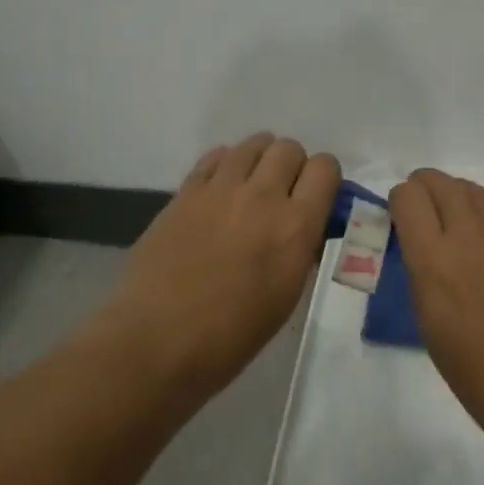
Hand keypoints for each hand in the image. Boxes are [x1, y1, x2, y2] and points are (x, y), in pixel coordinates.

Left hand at [106, 133, 340, 395]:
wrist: (158, 340)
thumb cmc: (231, 335)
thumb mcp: (286, 295)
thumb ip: (300, 249)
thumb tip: (304, 229)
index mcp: (295, 227)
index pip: (325, 168)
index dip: (325, 178)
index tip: (316, 197)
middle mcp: (262, 196)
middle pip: (289, 148)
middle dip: (292, 166)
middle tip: (283, 194)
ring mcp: (220, 189)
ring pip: (253, 144)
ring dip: (260, 160)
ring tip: (251, 186)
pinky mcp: (186, 191)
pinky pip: (216, 156)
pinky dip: (226, 165)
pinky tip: (220, 190)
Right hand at [389, 169, 483, 450]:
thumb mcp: (432, 329)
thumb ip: (423, 276)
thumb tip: (422, 250)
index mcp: (435, 261)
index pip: (407, 197)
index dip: (400, 204)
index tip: (401, 221)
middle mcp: (472, 234)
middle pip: (440, 182)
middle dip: (425, 191)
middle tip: (426, 215)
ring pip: (476, 191)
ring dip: (459, 200)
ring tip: (461, 227)